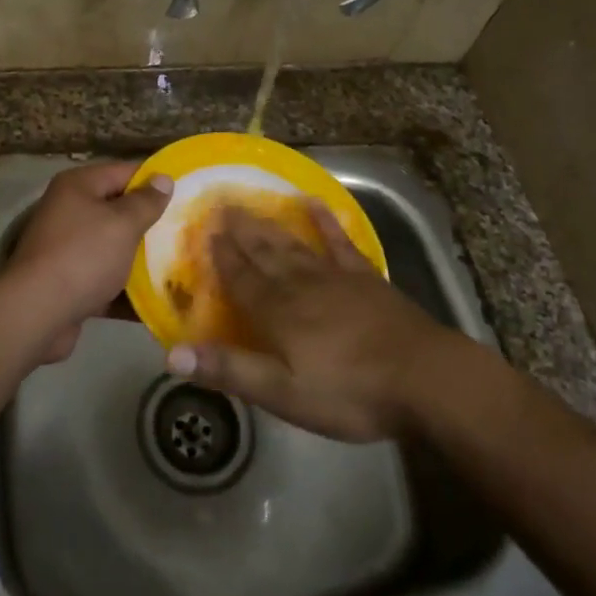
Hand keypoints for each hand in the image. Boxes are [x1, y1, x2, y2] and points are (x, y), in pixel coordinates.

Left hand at [0, 160, 172, 362]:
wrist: (36, 314)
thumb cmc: (83, 256)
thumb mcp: (122, 224)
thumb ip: (146, 202)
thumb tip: (163, 178)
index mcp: (78, 187)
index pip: (125, 172)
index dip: (156, 181)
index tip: (188, 192)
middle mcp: (69, 212)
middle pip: (119, 210)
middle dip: (152, 222)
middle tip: (188, 230)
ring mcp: (67, 249)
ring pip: (114, 247)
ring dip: (143, 258)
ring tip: (182, 263)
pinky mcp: (70, 283)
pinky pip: (106, 279)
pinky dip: (128, 289)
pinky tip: (161, 298)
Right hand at [168, 201, 444, 440]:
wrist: (423, 378)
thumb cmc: (349, 392)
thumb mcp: (283, 393)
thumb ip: (230, 369)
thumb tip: (172, 354)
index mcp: (278, 312)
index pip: (241, 279)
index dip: (222, 258)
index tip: (205, 232)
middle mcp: (300, 284)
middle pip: (264, 254)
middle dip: (240, 232)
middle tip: (221, 205)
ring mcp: (335, 276)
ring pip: (293, 244)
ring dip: (269, 225)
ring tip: (250, 204)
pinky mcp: (366, 277)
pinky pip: (339, 241)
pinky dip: (325, 220)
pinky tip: (314, 202)